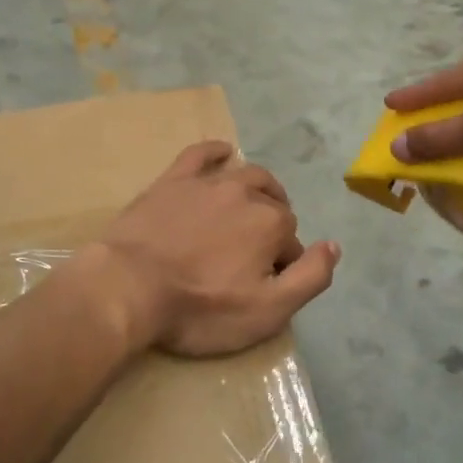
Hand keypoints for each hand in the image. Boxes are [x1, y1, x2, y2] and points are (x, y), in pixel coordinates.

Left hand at [88, 142, 340, 357]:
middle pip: (272, 204)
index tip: (262, 284)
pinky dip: (217, 151)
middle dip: (273, 225)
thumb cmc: (200, 307)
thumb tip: (334, 245)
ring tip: (252, 207)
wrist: (129, 287)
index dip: (281, 264)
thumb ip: (310, 277)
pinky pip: (201, 154)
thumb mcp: (267, 311)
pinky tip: (224, 153)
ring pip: (246, 175)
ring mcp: (207, 182)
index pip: (292, 241)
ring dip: (258, 189)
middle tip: (253, 254)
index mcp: (272, 223)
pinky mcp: (172, 180)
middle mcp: (245, 193)